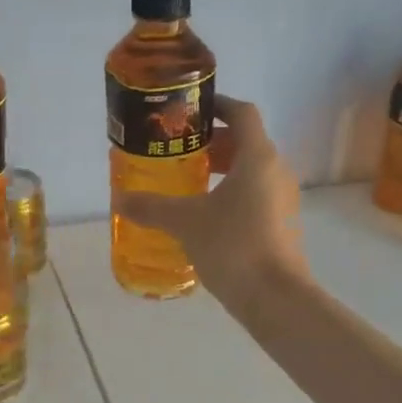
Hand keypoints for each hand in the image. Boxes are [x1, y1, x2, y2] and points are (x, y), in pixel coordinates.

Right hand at [115, 96, 307, 315]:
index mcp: (257, 157)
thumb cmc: (233, 245)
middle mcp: (275, 171)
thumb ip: (151, 207)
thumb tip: (118, 199)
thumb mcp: (185, 222)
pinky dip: (231, 192)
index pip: (242, 113)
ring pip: (251, 170)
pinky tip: (205, 214)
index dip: (218, 104)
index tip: (191, 109)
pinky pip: (255, 193)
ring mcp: (282, 198)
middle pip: (246, 141)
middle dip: (213, 141)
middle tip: (179, 148)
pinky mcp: (282, 223)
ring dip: (222, 168)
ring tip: (187, 180)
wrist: (275, 297)